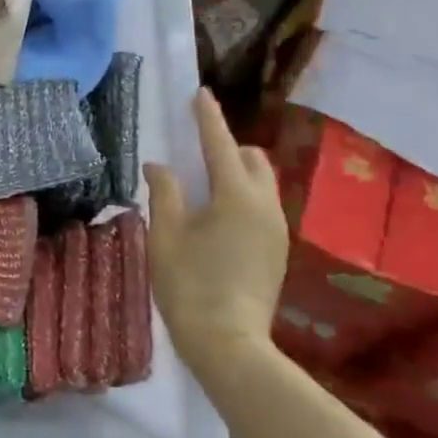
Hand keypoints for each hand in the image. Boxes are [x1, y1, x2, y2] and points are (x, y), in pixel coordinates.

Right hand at [144, 89, 288, 370]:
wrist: (229, 343)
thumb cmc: (189, 284)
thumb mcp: (166, 235)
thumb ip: (165, 193)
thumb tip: (159, 166)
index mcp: (236, 196)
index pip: (220, 144)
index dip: (208, 117)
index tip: (200, 93)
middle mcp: (265, 206)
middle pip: (252, 160)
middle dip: (228, 147)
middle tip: (196, 151)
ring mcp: (277, 230)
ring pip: (262, 184)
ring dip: (236, 173)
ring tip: (204, 186)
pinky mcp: (277, 251)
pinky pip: (262, 207)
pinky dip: (242, 197)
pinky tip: (217, 218)